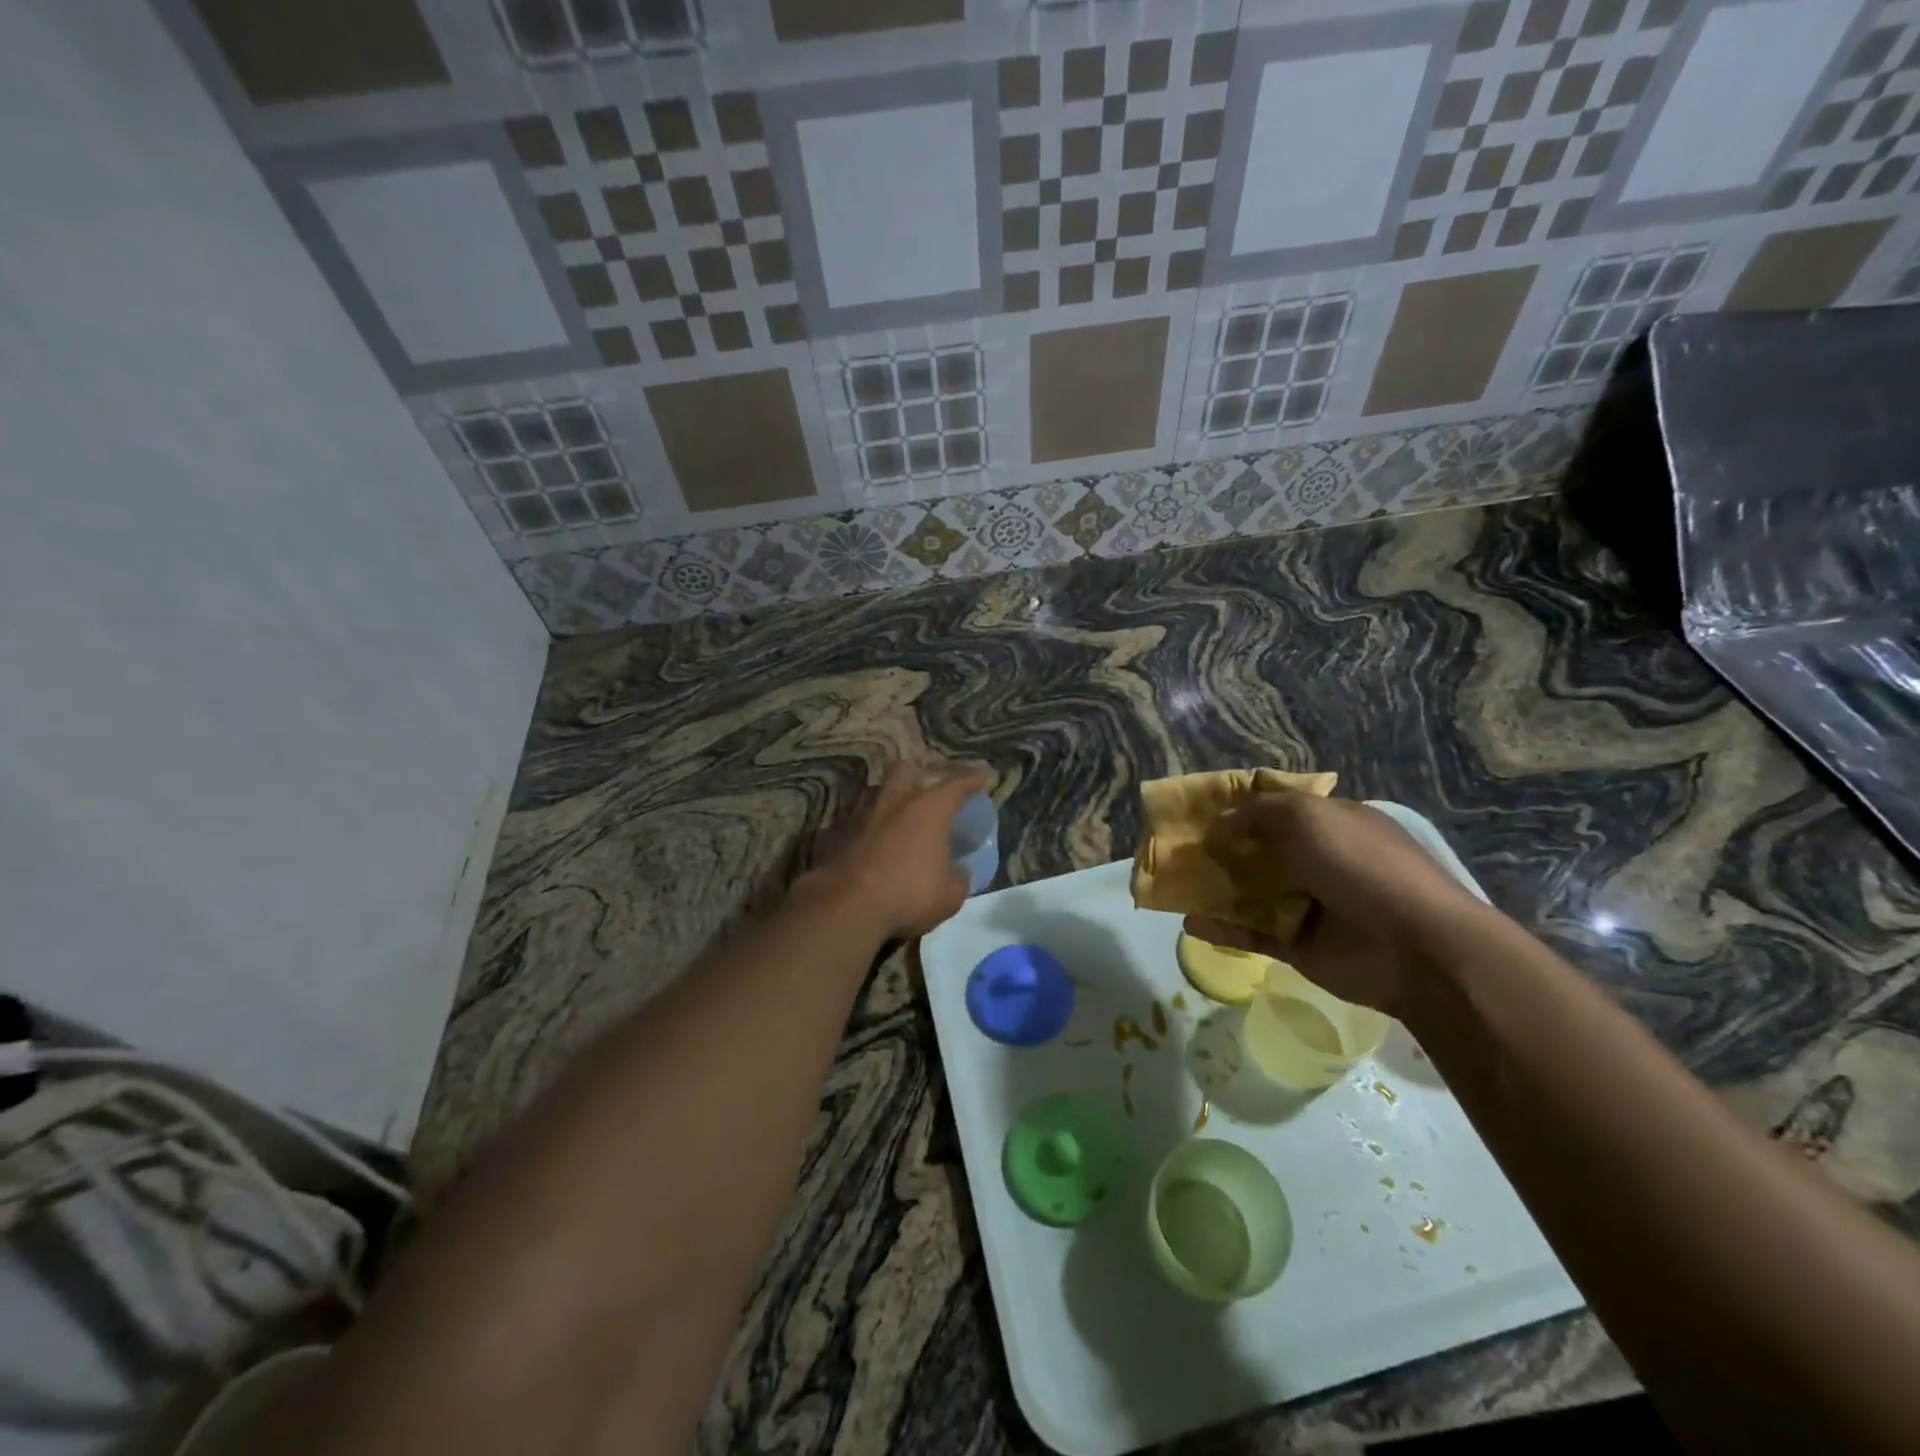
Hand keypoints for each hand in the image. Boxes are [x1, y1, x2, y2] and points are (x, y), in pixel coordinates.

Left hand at [803, 760, 991, 939]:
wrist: (846, 907)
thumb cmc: (909, 894)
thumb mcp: (950, 895)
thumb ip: (958, 878)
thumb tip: (959, 873)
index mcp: (929, 809)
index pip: (957, 785)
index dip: (972, 779)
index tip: (982, 775)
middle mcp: (893, 801)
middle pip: (905, 771)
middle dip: (916, 776)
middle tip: (924, 793)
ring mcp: (859, 815)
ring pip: (875, 795)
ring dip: (887, 805)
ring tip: (895, 824)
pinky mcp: (833, 834)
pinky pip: (853, 826)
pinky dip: (862, 834)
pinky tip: (866, 850)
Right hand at [1184, 795, 1487, 1017]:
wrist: (1415, 946)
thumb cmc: (1361, 865)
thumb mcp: (1308, 817)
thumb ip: (1259, 812)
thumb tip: (1220, 823)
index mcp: (1331, 823)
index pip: (1279, 808)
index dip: (1240, 807)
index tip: (1199, 811)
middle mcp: (1320, 860)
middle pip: (1260, 850)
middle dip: (1221, 848)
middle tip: (1180, 850)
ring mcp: (1310, 905)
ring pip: (1252, 893)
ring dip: (1216, 888)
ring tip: (1175, 885)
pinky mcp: (1300, 945)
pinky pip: (1253, 934)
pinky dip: (1222, 928)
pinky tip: (1190, 923)